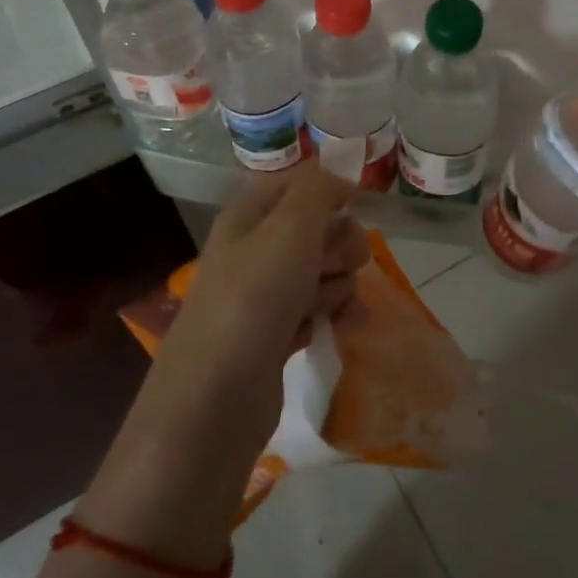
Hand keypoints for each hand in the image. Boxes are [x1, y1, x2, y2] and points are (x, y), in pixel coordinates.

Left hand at [152, 166, 367, 455]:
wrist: (216, 397)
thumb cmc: (255, 297)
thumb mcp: (290, 227)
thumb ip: (319, 190)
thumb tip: (340, 179)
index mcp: (250, 216)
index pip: (298, 184)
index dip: (332, 191)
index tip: (361, 207)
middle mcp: (255, 249)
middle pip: (316, 229)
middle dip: (340, 244)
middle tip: (343, 263)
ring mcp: (264, 295)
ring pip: (323, 271)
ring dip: (339, 284)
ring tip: (331, 306)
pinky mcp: (275, 334)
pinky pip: (318, 309)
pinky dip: (335, 315)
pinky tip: (346, 328)